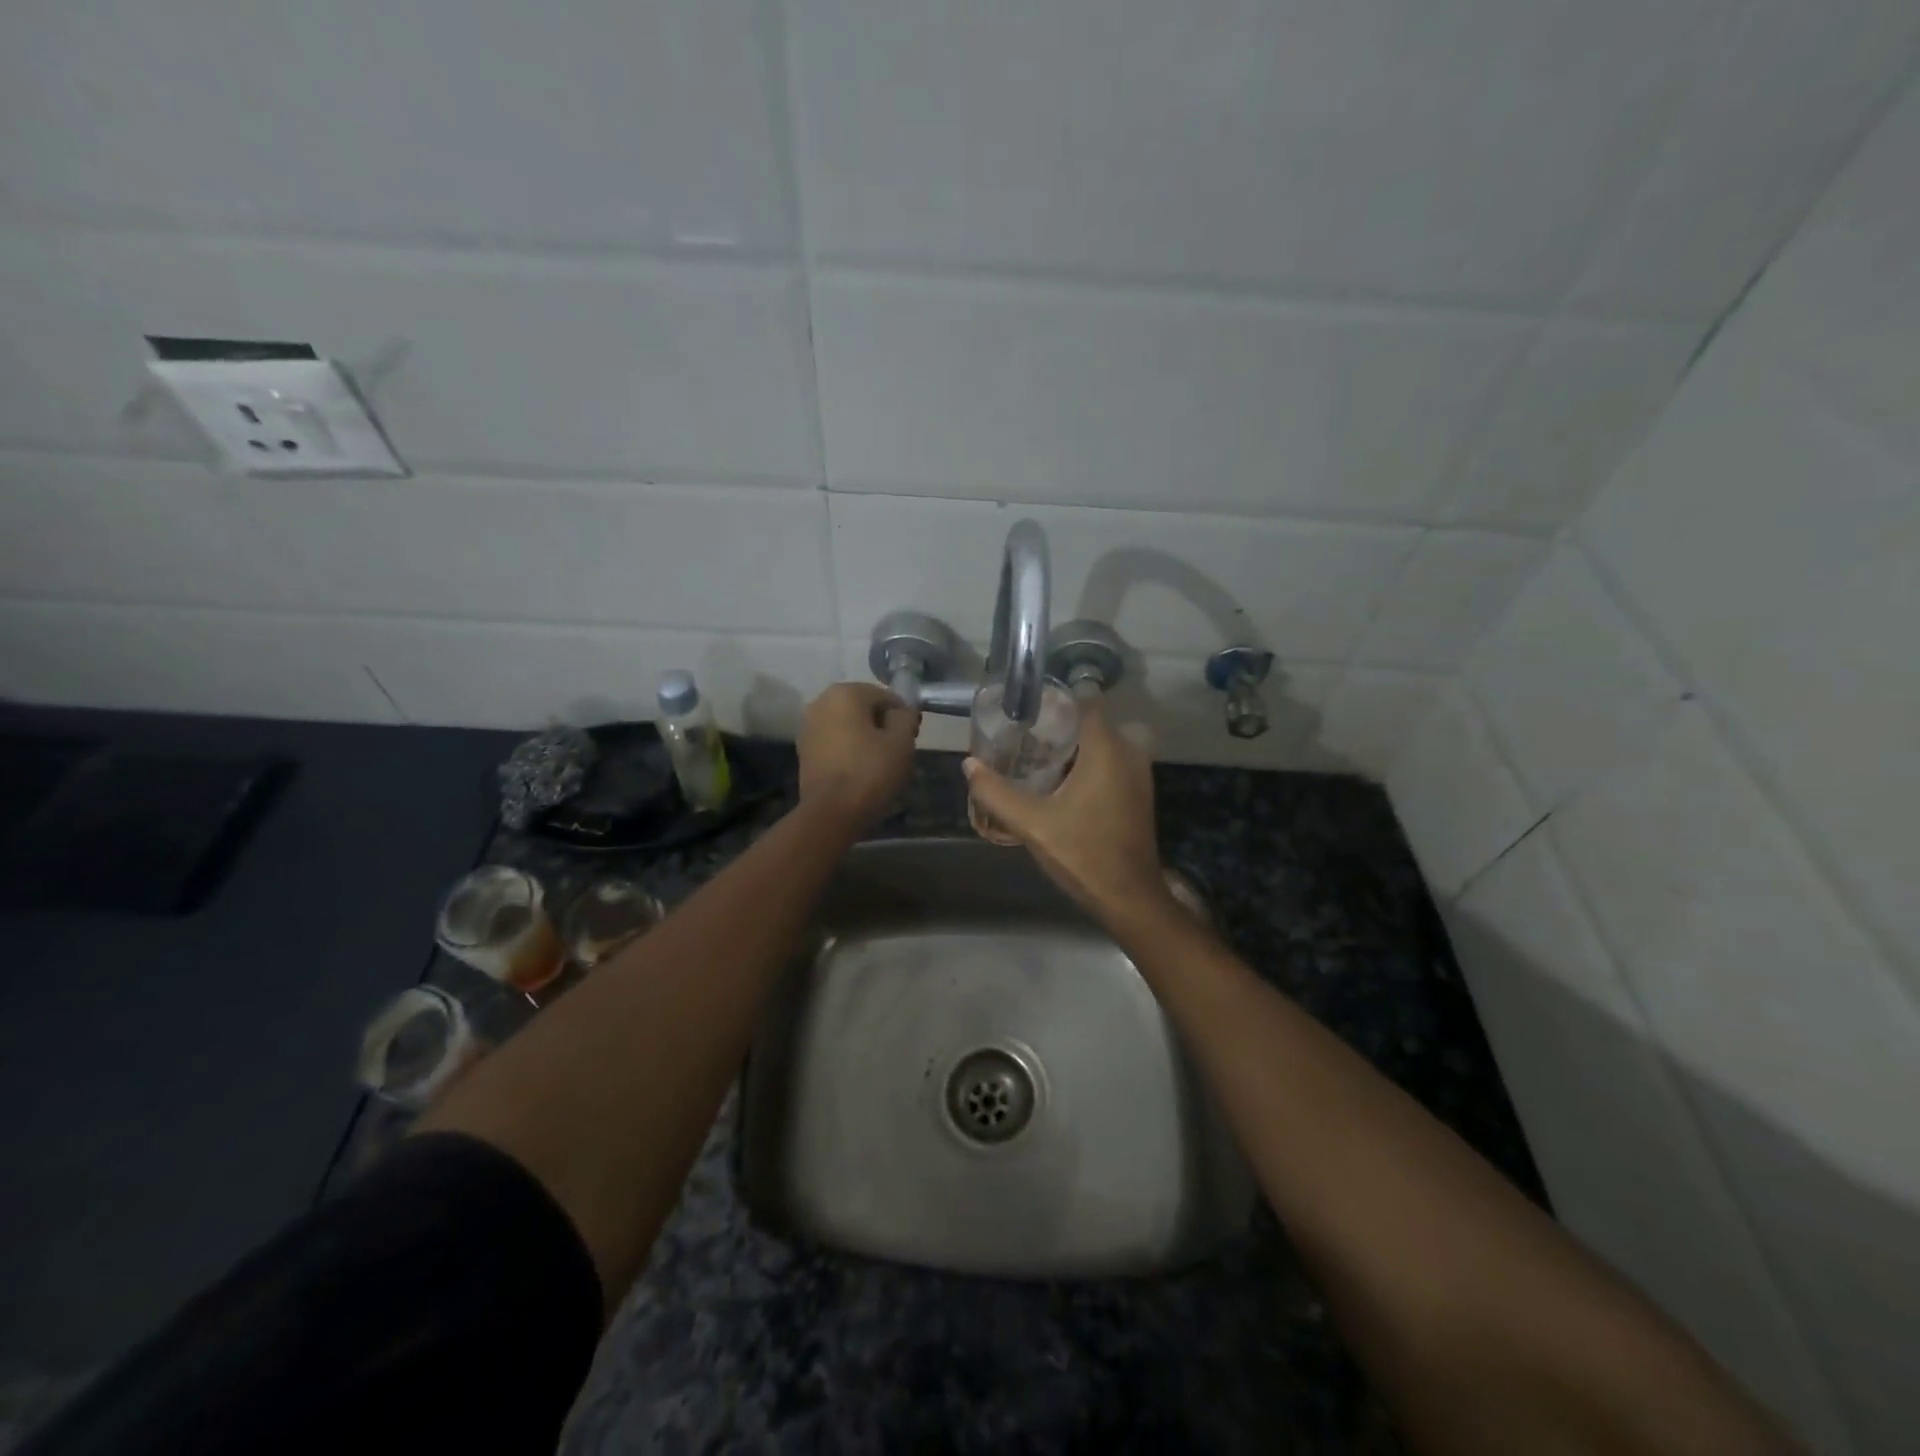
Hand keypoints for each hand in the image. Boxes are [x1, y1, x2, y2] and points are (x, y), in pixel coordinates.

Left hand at [797, 682, 919, 830]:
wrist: (830, 812)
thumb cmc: (869, 772)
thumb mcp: (901, 742)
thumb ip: (905, 717)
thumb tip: (901, 712)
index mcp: (845, 693)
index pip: (886, 697)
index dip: (903, 717)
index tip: (911, 738)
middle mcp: (821, 702)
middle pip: (864, 709)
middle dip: (882, 726)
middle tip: (897, 752)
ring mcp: (808, 726)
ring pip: (848, 726)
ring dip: (865, 738)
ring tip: (879, 764)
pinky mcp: (803, 749)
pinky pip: (834, 742)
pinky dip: (848, 750)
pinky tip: (859, 771)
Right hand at [964, 705, 1172, 925]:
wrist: (1128, 896)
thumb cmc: (1083, 853)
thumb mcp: (1032, 824)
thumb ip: (997, 792)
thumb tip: (969, 764)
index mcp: (1107, 750)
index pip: (1085, 702)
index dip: (1055, 701)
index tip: (1026, 709)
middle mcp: (1129, 753)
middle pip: (1092, 722)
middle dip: (1060, 725)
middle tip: (1024, 735)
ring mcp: (1138, 774)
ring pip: (1103, 743)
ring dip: (1074, 746)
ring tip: (1036, 756)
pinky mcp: (1138, 793)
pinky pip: (1112, 762)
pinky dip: (1089, 763)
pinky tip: (1060, 782)